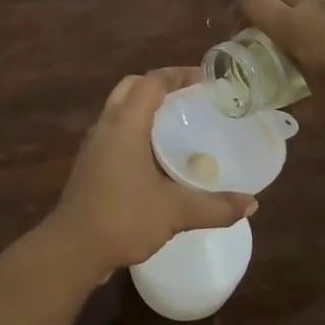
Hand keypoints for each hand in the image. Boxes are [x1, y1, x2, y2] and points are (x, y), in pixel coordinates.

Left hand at [43, 68, 256, 281]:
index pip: (152, 82)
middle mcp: (107, 125)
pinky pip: (115, 132)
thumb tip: (252, 203)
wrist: (72, 249)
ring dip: (145, 108)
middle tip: (191, 99)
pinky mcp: (90, 164)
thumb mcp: (175, 212)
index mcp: (125, 124)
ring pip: (120, 109)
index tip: (206, 81)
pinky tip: (156, 157)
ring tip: (178, 124)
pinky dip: (136, 130)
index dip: (178, 75)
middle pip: (132, 87)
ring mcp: (94, 145)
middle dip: (161, 86)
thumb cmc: (123, 218)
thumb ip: (215, 206)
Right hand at [238, 0, 324, 157]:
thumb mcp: (316, 116)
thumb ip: (291, 98)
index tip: (237, 36)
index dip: (237, 13)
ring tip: (296, 19)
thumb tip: (279, 96)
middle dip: (263, 2)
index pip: (254, 2)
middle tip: (262, 30)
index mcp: (299, 29)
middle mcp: (321, 7)